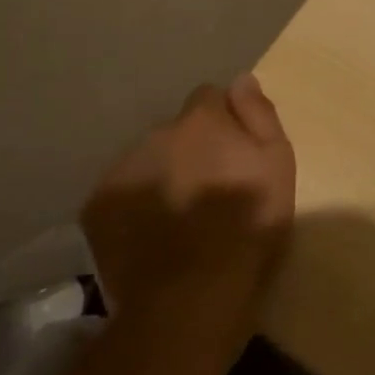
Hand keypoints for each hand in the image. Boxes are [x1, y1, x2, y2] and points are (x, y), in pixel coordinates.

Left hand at [81, 75, 296, 347]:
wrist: (192, 294)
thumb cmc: (248, 226)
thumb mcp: (278, 164)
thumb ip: (259, 115)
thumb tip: (242, 79)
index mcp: (201, 121)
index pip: (209, 97)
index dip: (223, 121)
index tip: (234, 151)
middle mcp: (157, 134)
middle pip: (176, 132)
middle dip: (190, 150)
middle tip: (209, 190)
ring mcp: (122, 170)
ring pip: (147, 161)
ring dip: (162, 175)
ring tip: (180, 218)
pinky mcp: (96, 208)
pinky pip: (121, 195)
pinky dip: (135, 207)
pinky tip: (152, 235)